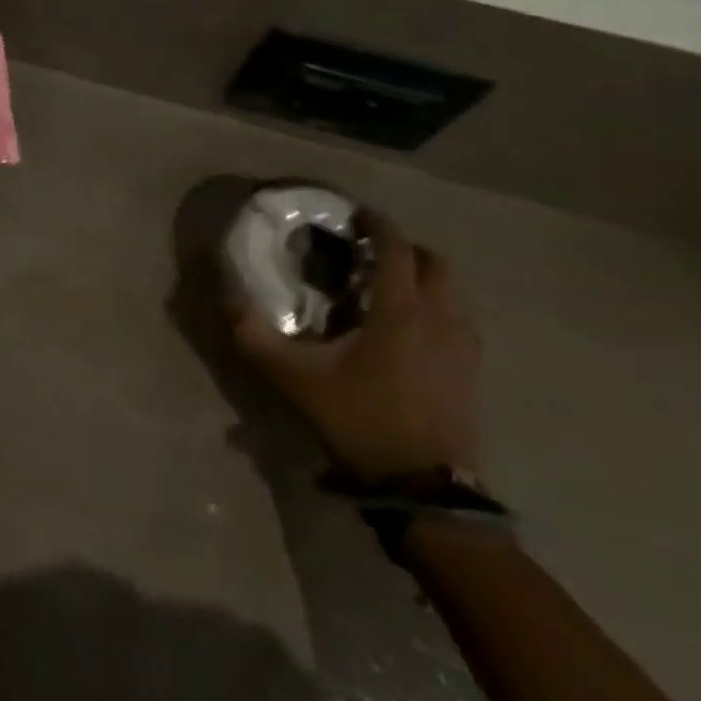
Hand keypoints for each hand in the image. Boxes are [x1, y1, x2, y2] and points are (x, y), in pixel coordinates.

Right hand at [229, 211, 483, 481]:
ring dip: (424, 278)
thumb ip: (254, 334)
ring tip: (388, 288)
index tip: (356, 213)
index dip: (378, 224)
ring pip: (453, 292)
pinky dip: (437, 307)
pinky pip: (459, 319)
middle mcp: (440, 319)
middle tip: (370, 253)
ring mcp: (464, 347)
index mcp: (400, 312)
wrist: (422, 487)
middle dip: (405, 248)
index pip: (397, 248)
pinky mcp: (472, 371)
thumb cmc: (358, 420)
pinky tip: (409, 329)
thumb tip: (228, 295)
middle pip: (436, 263)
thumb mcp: (293, 377)